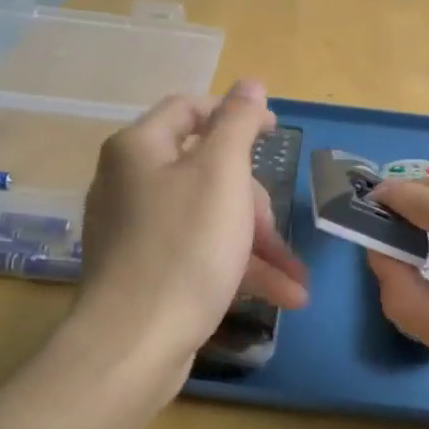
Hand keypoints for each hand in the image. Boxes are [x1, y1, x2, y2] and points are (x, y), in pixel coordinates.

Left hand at [75, 81, 307, 370]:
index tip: (274, 133)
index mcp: (141, 148)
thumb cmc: (185, 247)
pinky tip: (282, 295)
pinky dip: (236, 267)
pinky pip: (199, 253)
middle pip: (207, 170)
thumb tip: (250, 83)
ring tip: (298, 282)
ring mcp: (137, 229)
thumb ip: (238, 124)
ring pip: (210, 218)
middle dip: (254, 202)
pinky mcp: (146, 270)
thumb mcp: (222, 175)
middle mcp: (131, 182)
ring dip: (257, 245)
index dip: (235, 114)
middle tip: (276, 228)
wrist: (134, 344)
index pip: (191, 109)